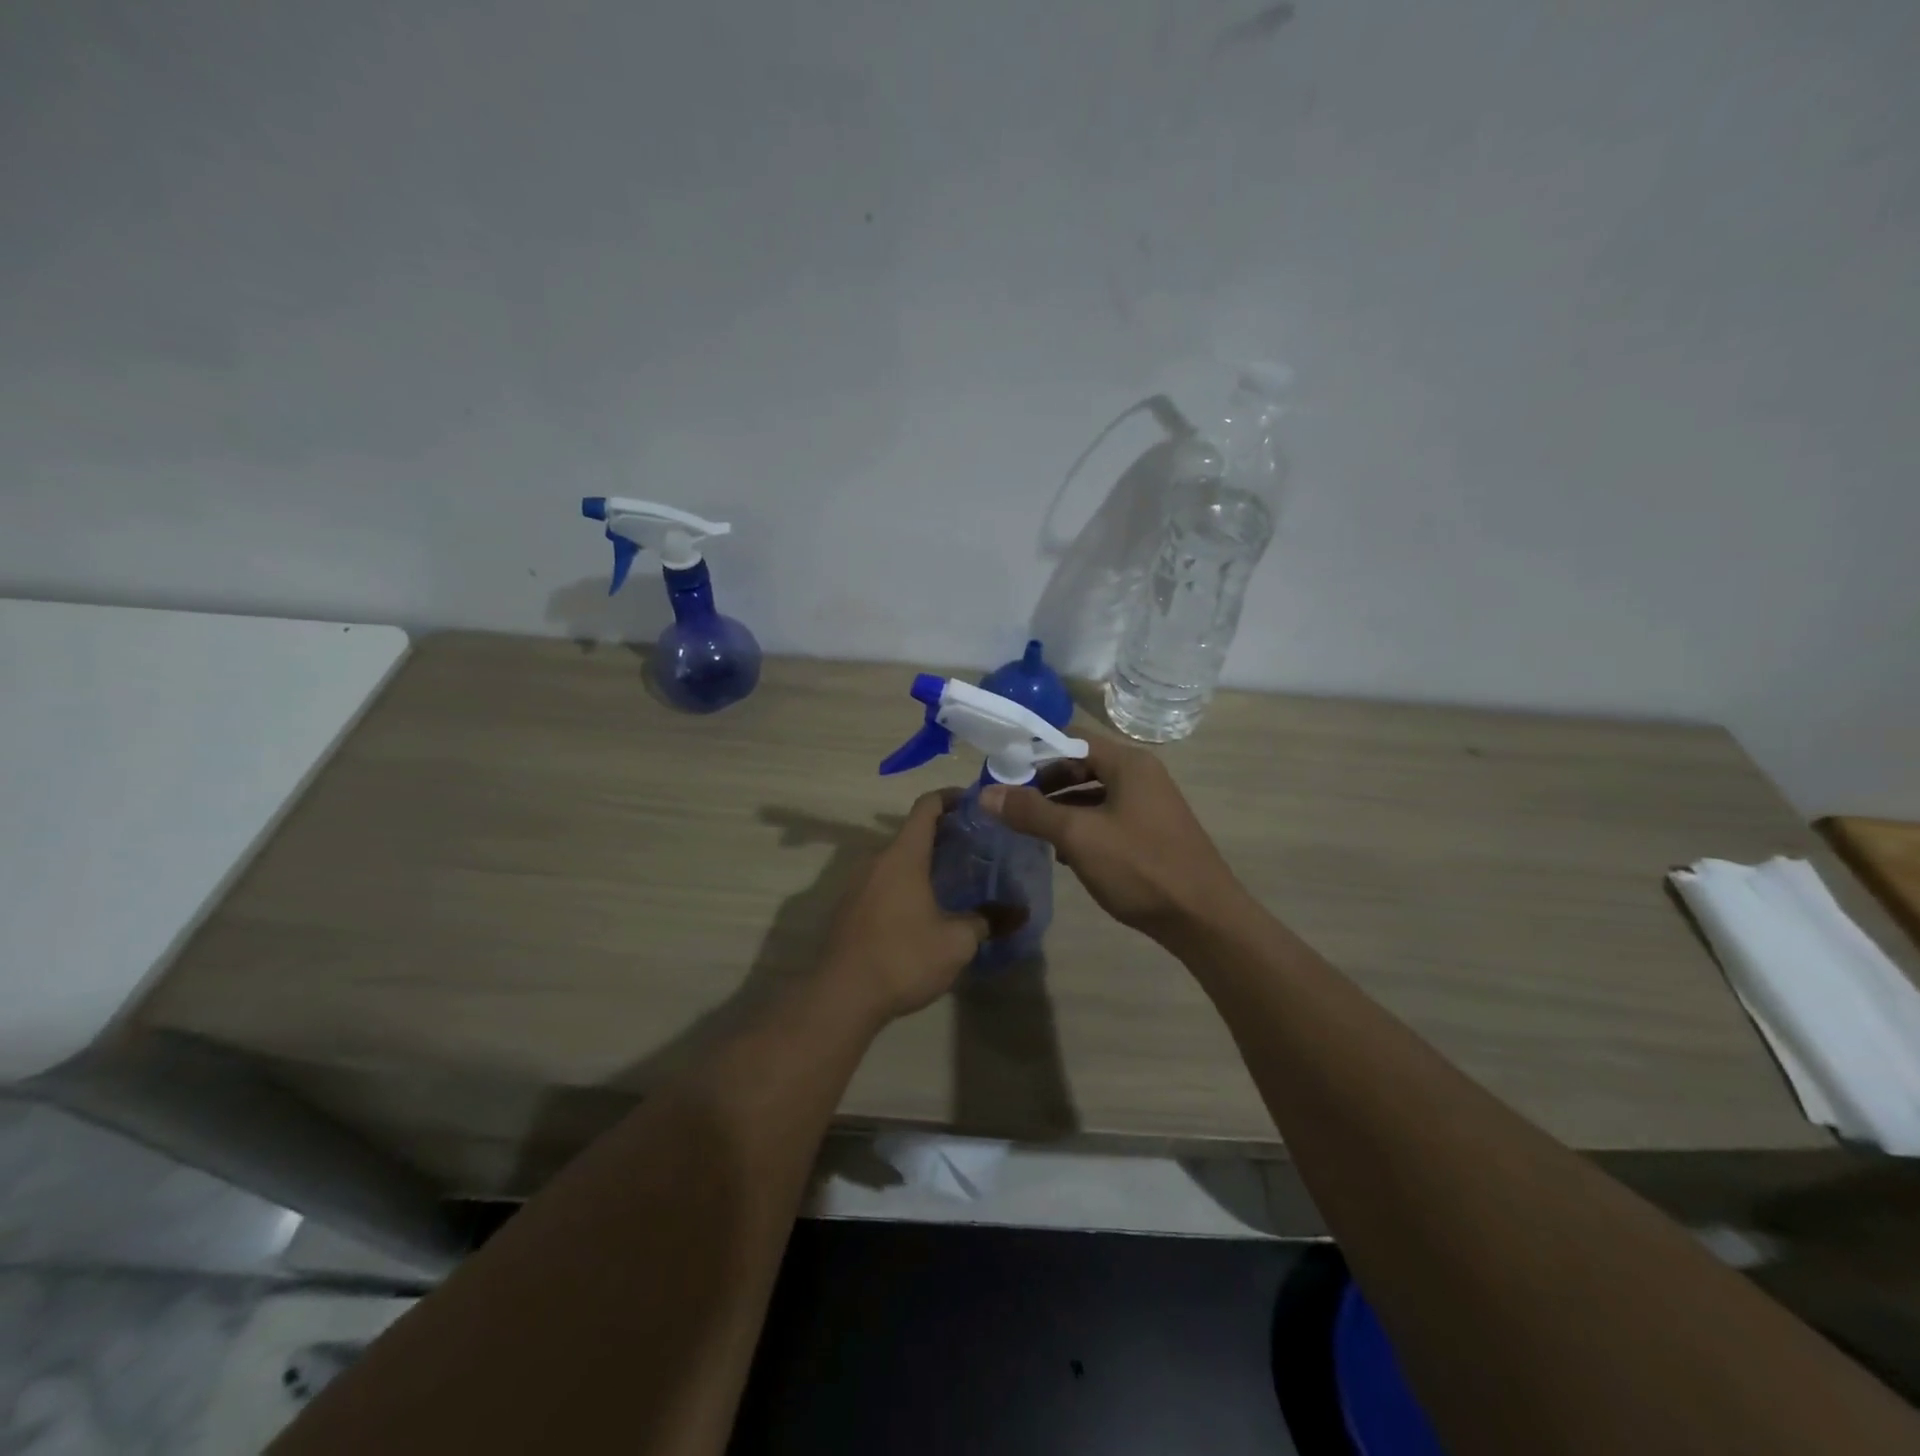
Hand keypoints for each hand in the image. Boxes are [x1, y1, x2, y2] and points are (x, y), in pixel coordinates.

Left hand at [818, 791, 990, 1021]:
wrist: (841, 997)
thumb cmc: (903, 957)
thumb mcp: (957, 942)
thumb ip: (988, 921)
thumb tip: (1020, 912)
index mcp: (903, 856)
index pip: (927, 807)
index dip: (951, 797)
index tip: (975, 803)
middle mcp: (877, 860)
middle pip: (912, 833)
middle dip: (944, 836)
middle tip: (976, 849)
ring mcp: (857, 884)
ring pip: (896, 860)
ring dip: (924, 863)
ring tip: (955, 880)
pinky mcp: (849, 908)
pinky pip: (883, 882)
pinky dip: (906, 884)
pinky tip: (924, 910)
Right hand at [979, 734, 1240, 940]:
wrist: (1204, 920)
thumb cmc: (1141, 867)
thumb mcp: (1078, 836)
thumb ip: (1031, 812)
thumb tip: (987, 794)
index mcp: (1128, 763)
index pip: (1071, 739)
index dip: (1034, 752)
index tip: (1003, 773)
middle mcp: (1141, 775)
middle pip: (1082, 766)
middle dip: (1045, 784)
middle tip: (1012, 805)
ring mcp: (1149, 805)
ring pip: (1094, 795)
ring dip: (1061, 809)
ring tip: (1031, 831)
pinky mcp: (1152, 833)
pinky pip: (1108, 818)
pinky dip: (1083, 828)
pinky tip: (1065, 855)